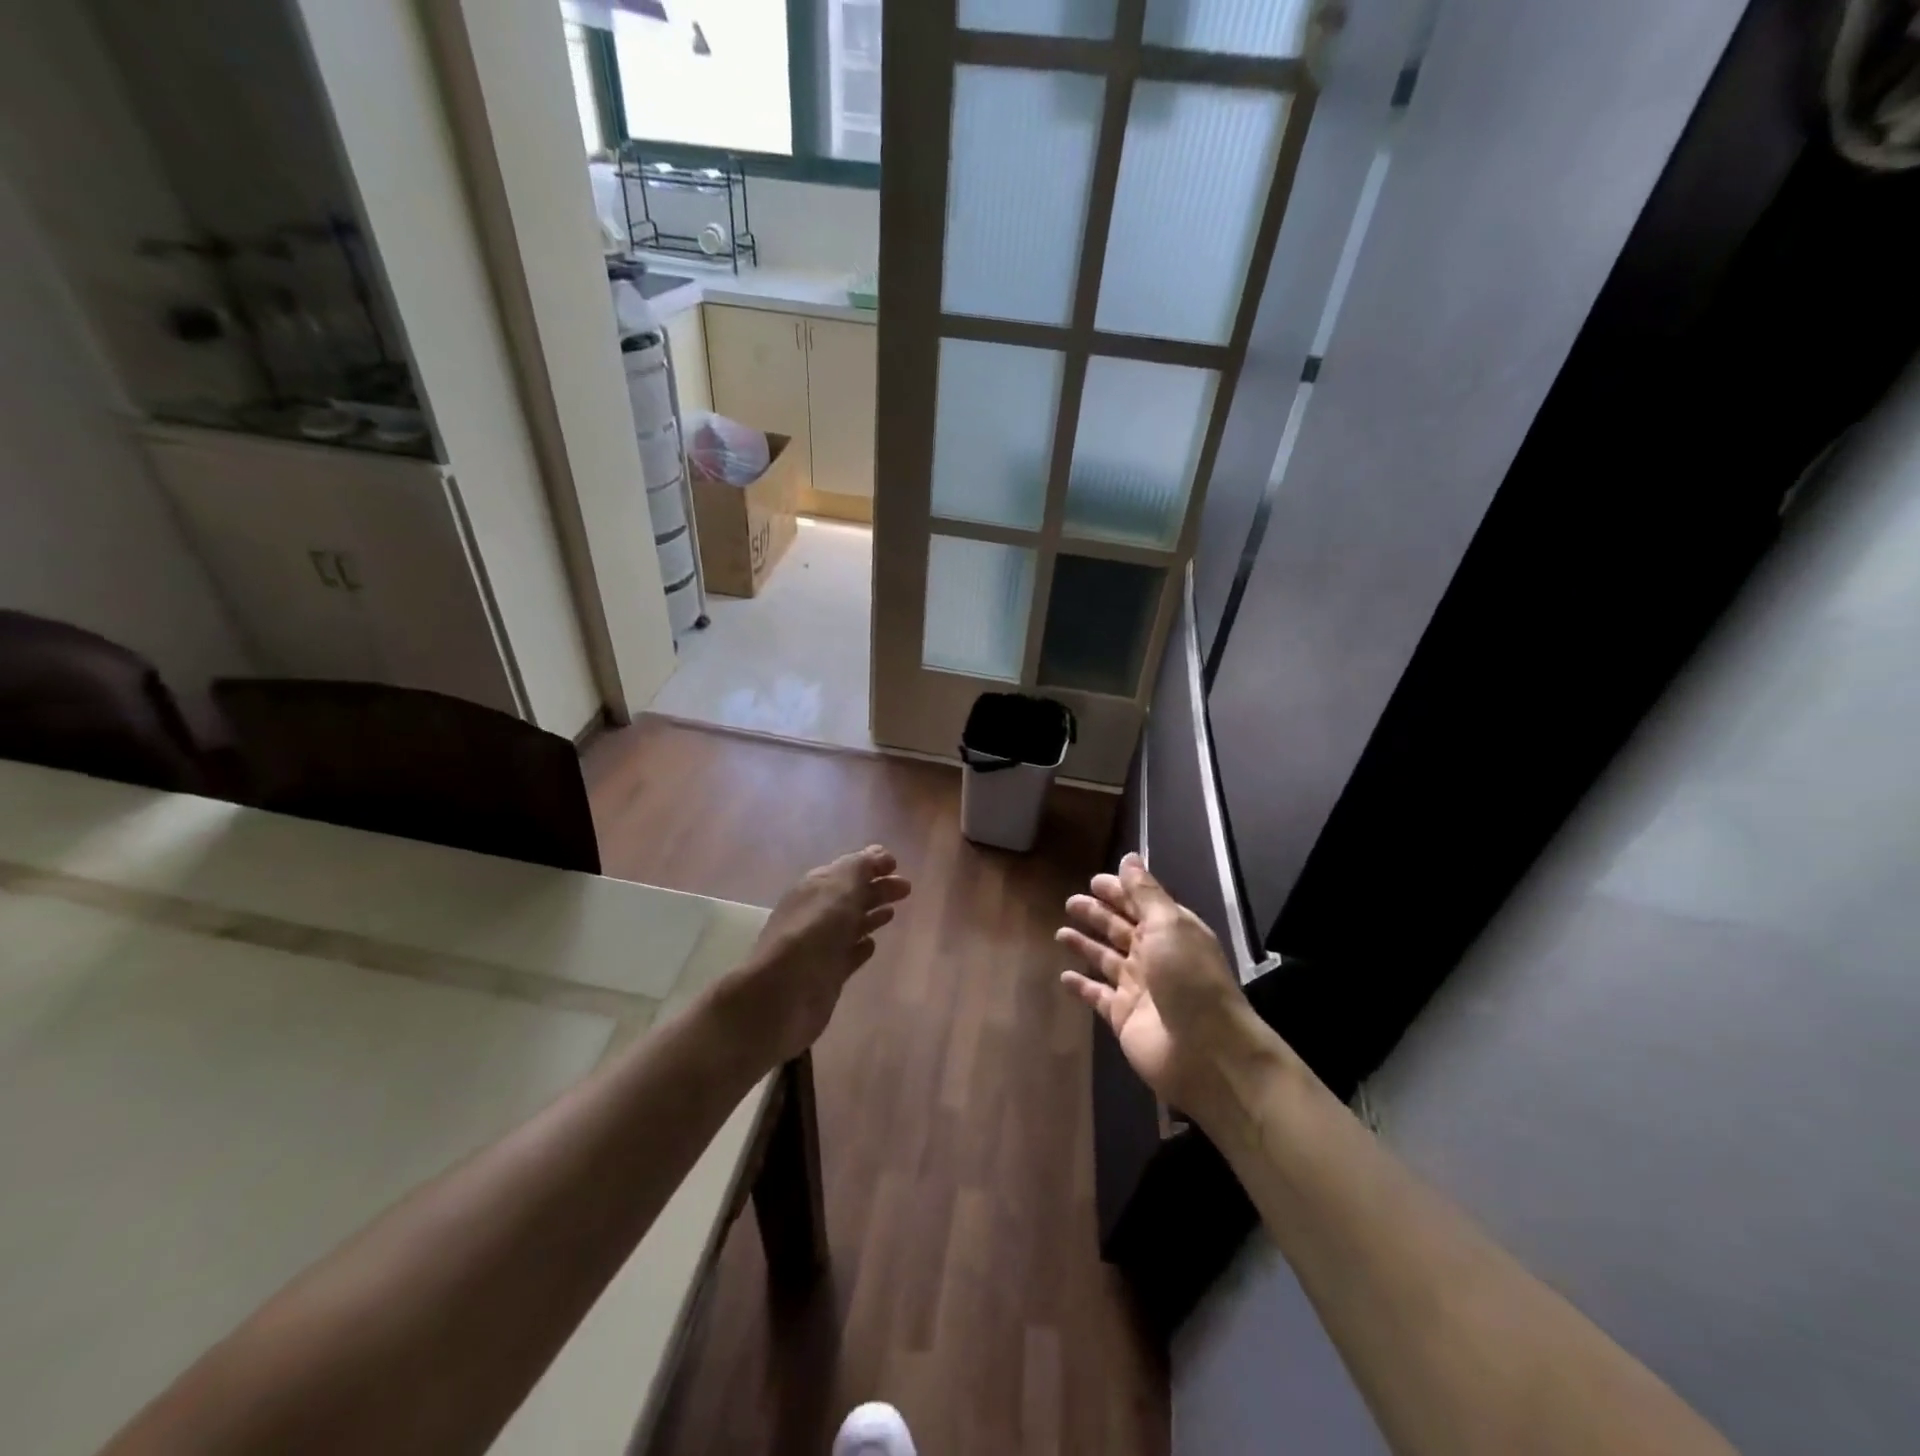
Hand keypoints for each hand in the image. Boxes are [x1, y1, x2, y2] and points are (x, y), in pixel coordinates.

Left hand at [728, 845, 911, 1065]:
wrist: (782, 994)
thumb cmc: (813, 933)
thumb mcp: (838, 889)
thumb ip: (860, 868)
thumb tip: (878, 852)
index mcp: (815, 887)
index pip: (847, 869)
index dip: (870, 864)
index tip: (896, 864)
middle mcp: (816, 913)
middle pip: (851, 895)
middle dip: (877, 888)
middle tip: (906, 889)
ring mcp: (821, 945)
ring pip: (851, 924)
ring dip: (871, 915)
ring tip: (893, 912)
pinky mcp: (827, 975)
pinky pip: (848, 955)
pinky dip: (861, 947)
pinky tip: (872, 945)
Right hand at [1057, 853, 1260, 1114]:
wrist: (1206, 1052)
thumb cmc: (1189, 978)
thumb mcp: (1169, 925)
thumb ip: (1145, 893)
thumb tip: (1129, 858)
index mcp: (1170, 931)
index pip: (1139, 904)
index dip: (1118, 891)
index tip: (1093, 880)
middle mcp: (1154, 956)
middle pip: (1120, 929)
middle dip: (1098, 914)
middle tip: (1071, 902)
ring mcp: (1138, 988)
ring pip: (1106, 959)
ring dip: (1086, 945)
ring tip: (1061, 932)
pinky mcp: (1122, 1016)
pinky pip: (1096, 995)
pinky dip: (1081, 986)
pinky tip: (1063, 977)